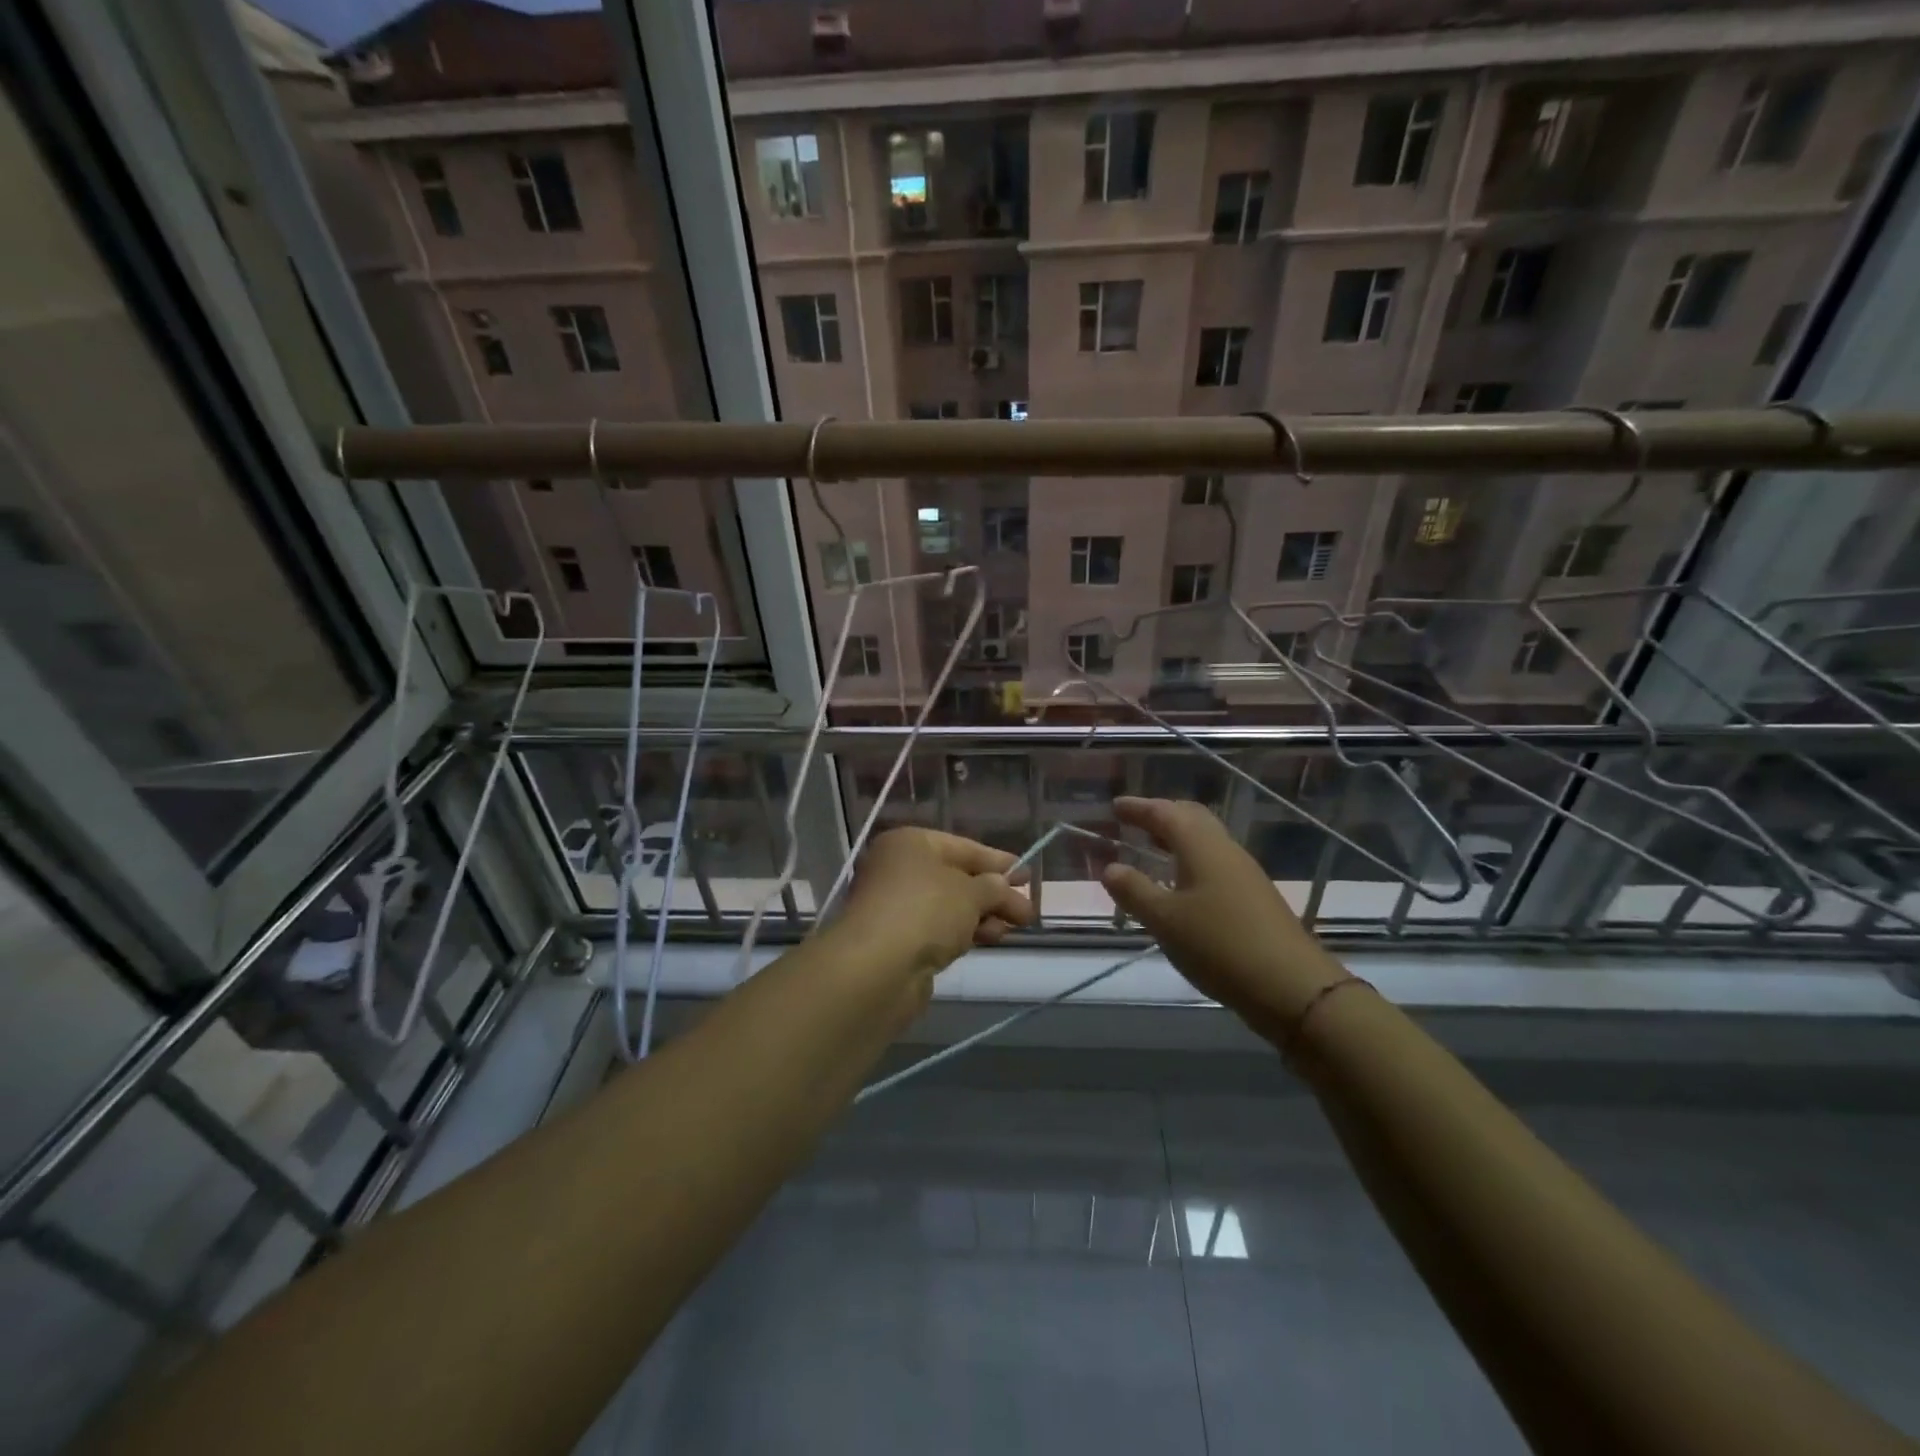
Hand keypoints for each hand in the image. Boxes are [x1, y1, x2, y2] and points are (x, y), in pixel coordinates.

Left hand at [835, 828, 1036, 978]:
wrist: (878, 967)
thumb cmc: (926, 910)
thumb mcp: (971, 892)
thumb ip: (994, 887)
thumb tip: (1005, 888)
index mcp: (910, 843)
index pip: (963, 847)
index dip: (997, 860)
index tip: (1027, 875)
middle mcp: (898, 869)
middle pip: (956, 878)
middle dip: (993, 894)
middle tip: (1027, 910)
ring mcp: (895, 905)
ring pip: (949, 906)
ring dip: (982, 915)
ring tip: (1015, 927)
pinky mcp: (897, 940)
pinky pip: (938, 929)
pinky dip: (963, 932)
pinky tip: (988, 939)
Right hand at [1102, 797, 1345, 1025]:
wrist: (1292, 986)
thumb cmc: (1219, 945)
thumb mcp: (1165, 920)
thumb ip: (1134, 891)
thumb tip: (1110, 868)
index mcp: (1201, 846)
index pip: (1165, 813)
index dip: (1138, 808)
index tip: (1115, 806)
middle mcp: (1225, 850)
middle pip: (1191, 818)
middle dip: (1162, 815)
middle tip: (1134, 822)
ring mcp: (1245, 873)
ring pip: (1206, 841)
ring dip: (1177, 839)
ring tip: (1152, 851)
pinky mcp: (1255, 897)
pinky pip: (1215, 863)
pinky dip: (1191, 861)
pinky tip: (1181, 886)